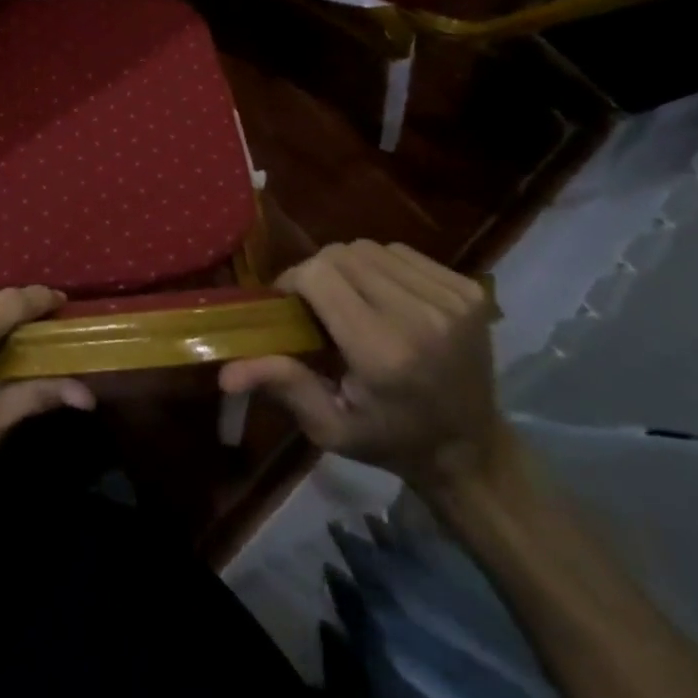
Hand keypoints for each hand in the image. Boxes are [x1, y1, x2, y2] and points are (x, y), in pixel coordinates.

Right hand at [219, 240, 507, 490]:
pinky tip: (385, 297)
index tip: (287, 304)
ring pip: (371, 248)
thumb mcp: (330, 427)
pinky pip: (403, 253)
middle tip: (315, 303)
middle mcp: (419, 317)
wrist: (472, 449)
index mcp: (382, 352)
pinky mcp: (470, 289)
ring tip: (351, 300)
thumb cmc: (390, 440)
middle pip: (341, 254)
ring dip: (350, 267)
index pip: (319, 275)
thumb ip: (283, 385)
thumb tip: (225, 372)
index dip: (292, 280)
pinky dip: (383, 266)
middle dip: (317, 272)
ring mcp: (450, 300)